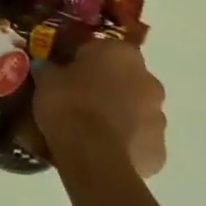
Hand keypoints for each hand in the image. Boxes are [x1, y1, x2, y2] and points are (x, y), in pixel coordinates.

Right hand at [33, 40, 167, 177]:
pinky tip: (102, 149)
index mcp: (122, 54)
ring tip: (90, 127)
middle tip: (79, 97)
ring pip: (136, 110)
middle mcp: (148, 81)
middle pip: (125, 78)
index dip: (83, 59)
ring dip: (119, 114)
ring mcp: (159, 118)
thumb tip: (47, 67)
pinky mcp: (159, 151)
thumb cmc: (69, 104)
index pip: (102, 48)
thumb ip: (51, 68)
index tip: (66, 71)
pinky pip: (139, 140)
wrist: (92, 156)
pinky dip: (125, 142)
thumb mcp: (46, 78)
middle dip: (107, 86)